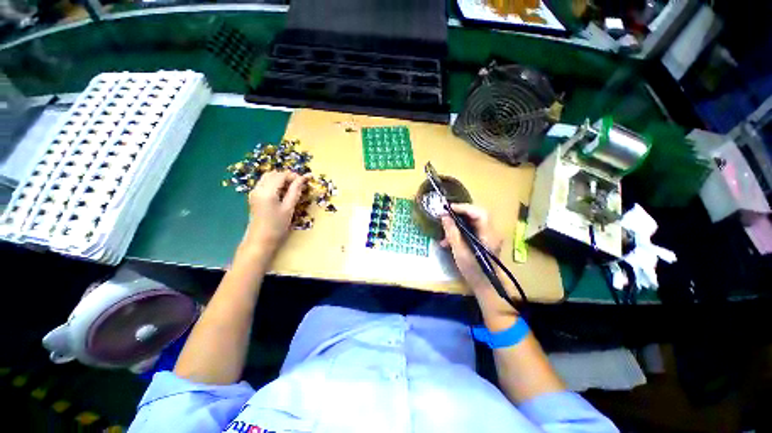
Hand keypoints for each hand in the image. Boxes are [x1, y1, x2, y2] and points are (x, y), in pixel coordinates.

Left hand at [243, 171, 307, 256]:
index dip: (294, 176)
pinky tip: (283, 192)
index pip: (281, 176)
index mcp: (267, 191)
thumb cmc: (277, 226)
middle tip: (300, 184)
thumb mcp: (289, 208)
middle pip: (273, 174)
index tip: (305, 180)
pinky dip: (275, 183)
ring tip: (293, 188)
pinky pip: (265, 183)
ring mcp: (254, 192)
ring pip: (268, 177)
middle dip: (287, 176)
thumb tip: (303, 179)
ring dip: (281, 179)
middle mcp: (258, 188)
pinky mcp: (254, 196)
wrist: (261, 240)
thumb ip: (295, 191)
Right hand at [440, 204, 502, 292]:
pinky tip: (448, 240)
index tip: (448, 208)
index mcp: (488, 235)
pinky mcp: (484, 240)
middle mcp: (491, 232)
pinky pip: (471, 229)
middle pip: (477, 214)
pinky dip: (460, 231)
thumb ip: (452, 232)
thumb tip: (444, 217)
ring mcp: (488, 236)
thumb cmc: (473, 270)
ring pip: (473, 222)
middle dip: (460, 214)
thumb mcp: (459, 251)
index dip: (464, 208)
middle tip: (446, 215)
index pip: (479, 213)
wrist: (485, 286)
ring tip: (444, 232)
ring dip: (458, 224)